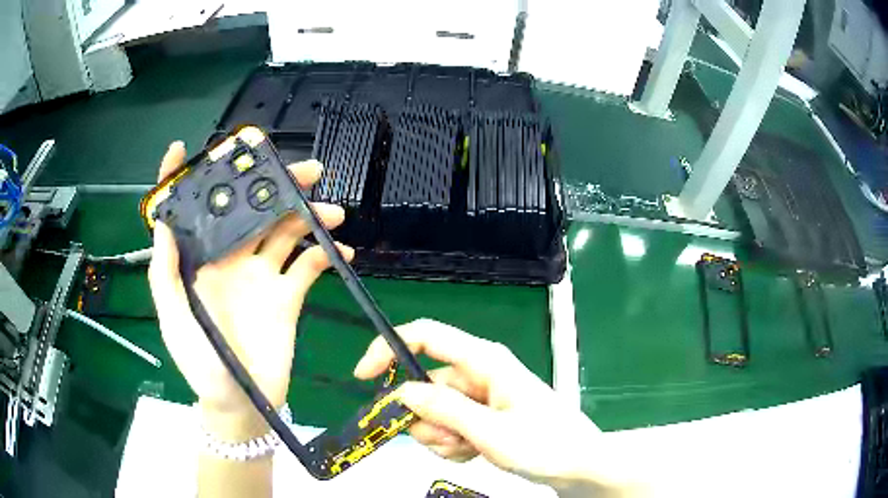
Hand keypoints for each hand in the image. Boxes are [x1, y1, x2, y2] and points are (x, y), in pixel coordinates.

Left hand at [149, 142, 352, 438]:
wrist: (242, 404)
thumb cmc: (200, 365)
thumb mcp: (175, 322)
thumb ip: (166, 274)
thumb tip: (162, 220)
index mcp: (200, 260)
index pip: (190, 212)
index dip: (182, 179)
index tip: (184, 148)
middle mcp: (231, 258)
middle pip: (253, 210)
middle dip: (277, 185)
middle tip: (308, 172)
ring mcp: (261, 275)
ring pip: (286, 231)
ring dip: (309, 216)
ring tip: (333, 213)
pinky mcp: (287, 296)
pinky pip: (309, 266)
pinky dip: (326, 254)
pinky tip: (342, 251)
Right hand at [354, 319, 643, 496]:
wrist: (578, 466)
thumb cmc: (546, 444)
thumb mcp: (491, 432)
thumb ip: (445, 410)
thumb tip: (402, 392)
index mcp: (485, 361)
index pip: (426, 335)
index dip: (388, 348)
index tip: (363, 377)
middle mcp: (479, 373)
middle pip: (426, 385)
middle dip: (426, 418)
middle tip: (449, 442)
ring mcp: (481, 397)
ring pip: (435, 411)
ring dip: (441, 436)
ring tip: (469, 451)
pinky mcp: (483, 417)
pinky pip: (450, 426)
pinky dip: (453, 444)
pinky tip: (475, 454)